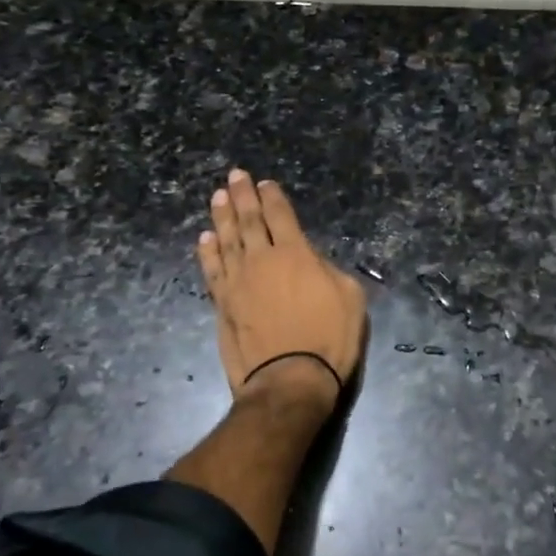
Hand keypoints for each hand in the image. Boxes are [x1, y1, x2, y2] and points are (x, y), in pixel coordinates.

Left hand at [197, 169, 366, 413]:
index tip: (265, 183)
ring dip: (221, 216)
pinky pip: (212, 270)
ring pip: (226, 240)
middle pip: (248, 220)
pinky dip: (208, 252)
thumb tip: (312, 261)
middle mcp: (261, 260)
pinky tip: (205, 239)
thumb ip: (330, 271)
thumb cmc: (329, 339)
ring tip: (218, 197)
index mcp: (296, 253)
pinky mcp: (222, 304)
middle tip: (235, 176)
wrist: (289, 380)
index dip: (273, 197)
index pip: (280, 216)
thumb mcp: (350, 299)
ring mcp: (237, 282)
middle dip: (243, 196)